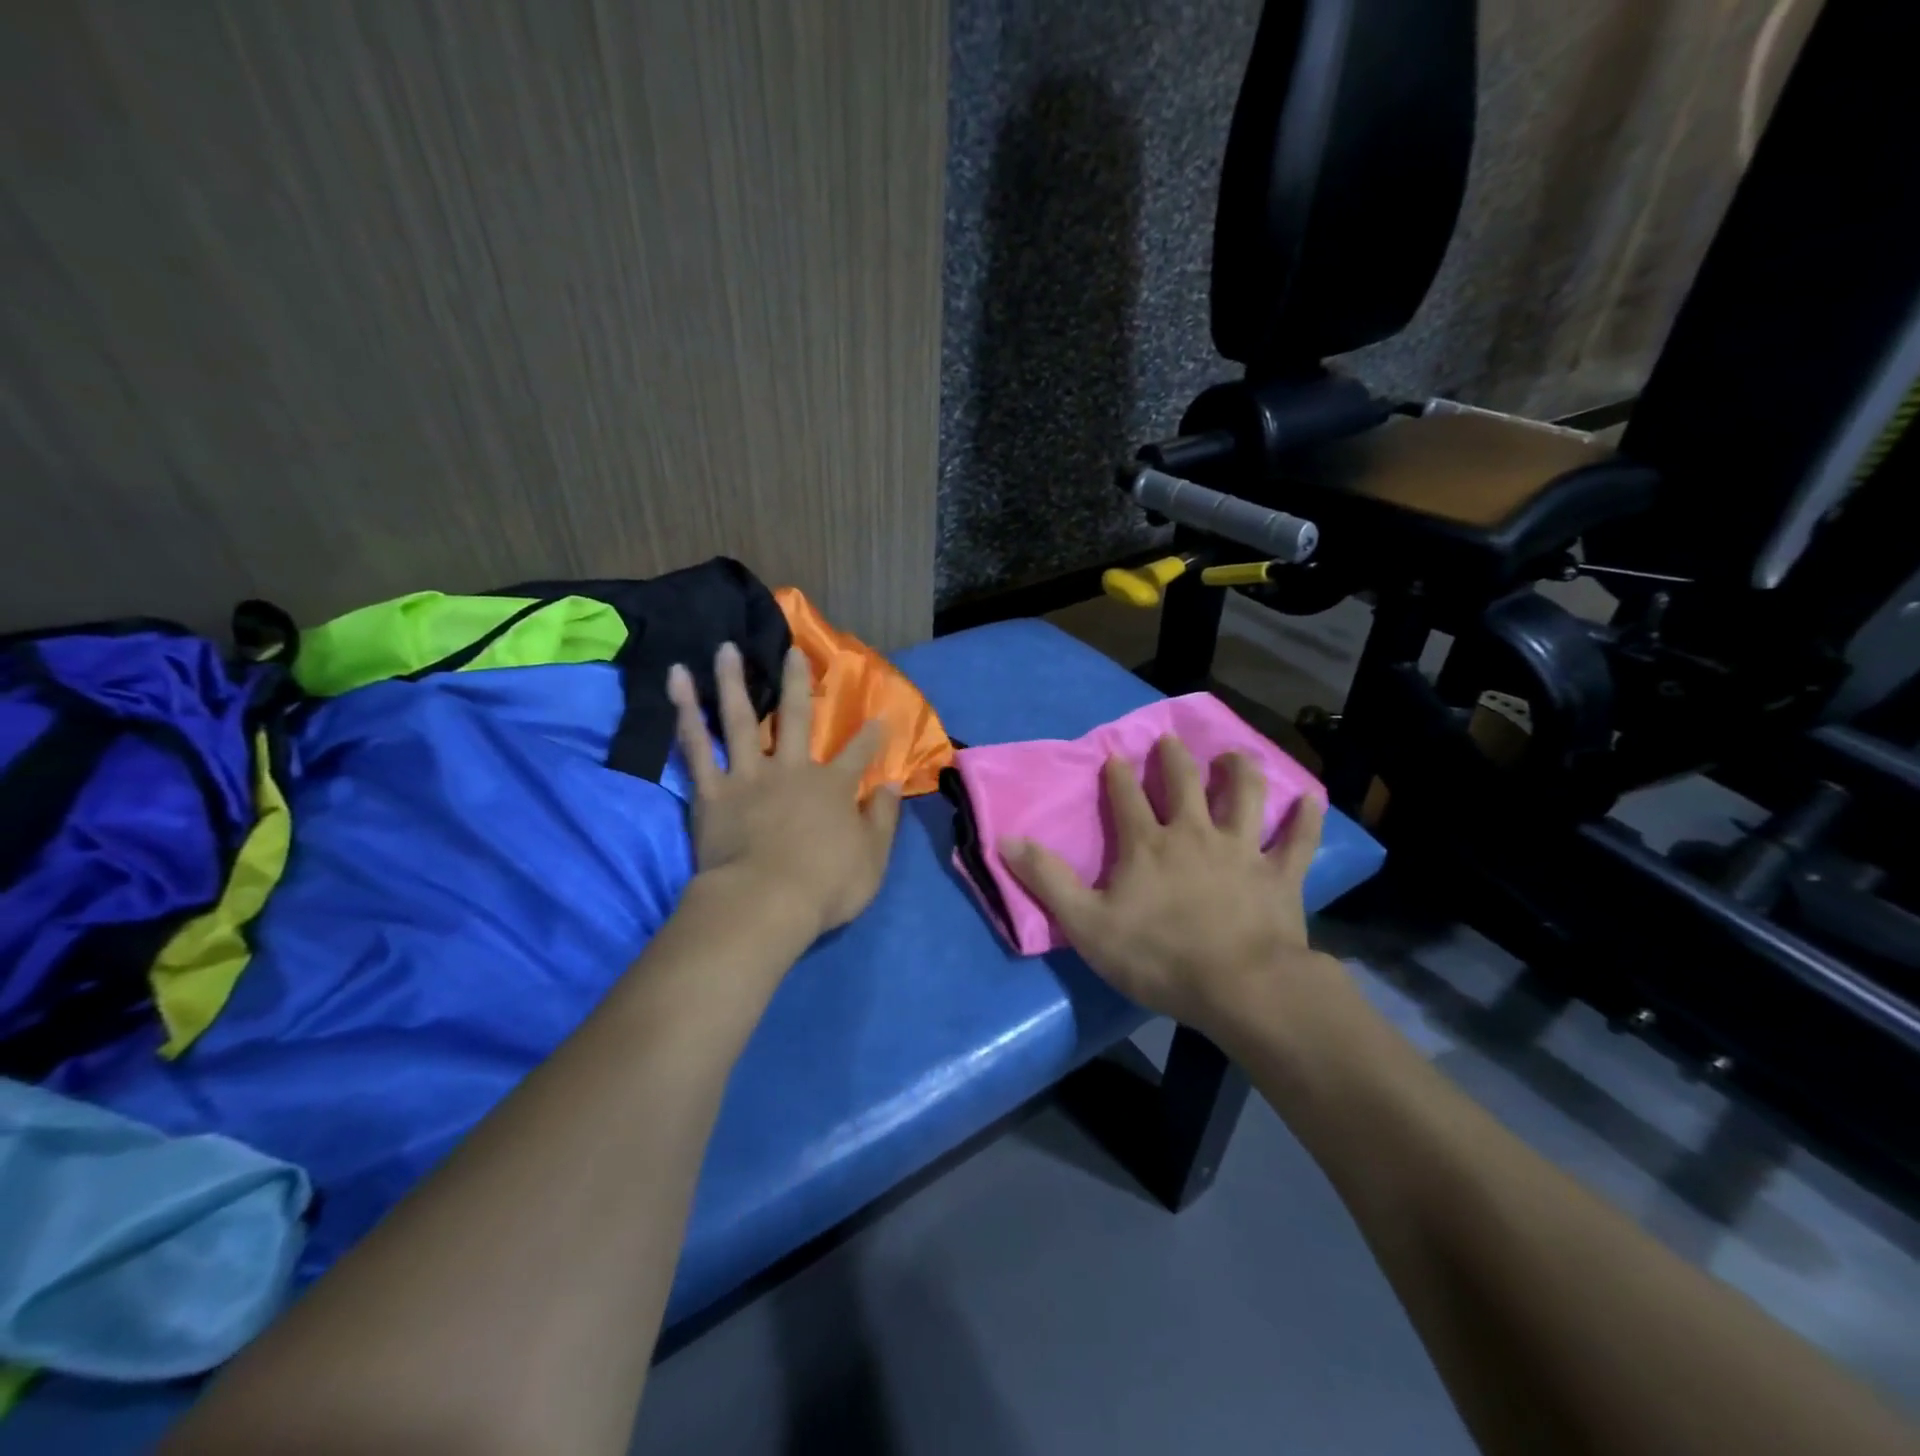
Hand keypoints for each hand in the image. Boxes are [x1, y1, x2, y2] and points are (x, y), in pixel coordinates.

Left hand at [667, 641, 901, 941]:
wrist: (765, 902)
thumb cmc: (825, 886)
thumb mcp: (872, 858)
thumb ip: (883, 819)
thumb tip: (893, 785)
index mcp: (832, 787)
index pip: (857, 754)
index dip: (871, 736)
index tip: (880, 716)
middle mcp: (791, 770)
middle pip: (796, 718)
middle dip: (798, 683)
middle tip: (793, 652)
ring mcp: (749, 776)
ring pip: (741, 720)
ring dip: (733, 682)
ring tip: (726, 649)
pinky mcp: (712, 791)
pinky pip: (696, 746)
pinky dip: (686, 712)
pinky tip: (678, 681)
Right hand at [1000, 737, 1331, 1037]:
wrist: (1240, 987)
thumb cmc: (1157, 957)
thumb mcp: (1086, 924)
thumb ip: (1047, 879)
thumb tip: (1005, 839)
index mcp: (1147, 844)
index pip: (1125, 796)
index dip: (1117, 774)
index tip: (1114, 754)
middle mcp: (1194, 833)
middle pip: (1184, 782)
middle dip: (1174, 758)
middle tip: (1170, 740)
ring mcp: (1241, 850)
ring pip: (1244, 796)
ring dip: (1239, 771)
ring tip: (1235, 755)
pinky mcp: (1280, 875)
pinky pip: (1298, 840)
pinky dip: (1305, 818)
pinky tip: (1311, 797)